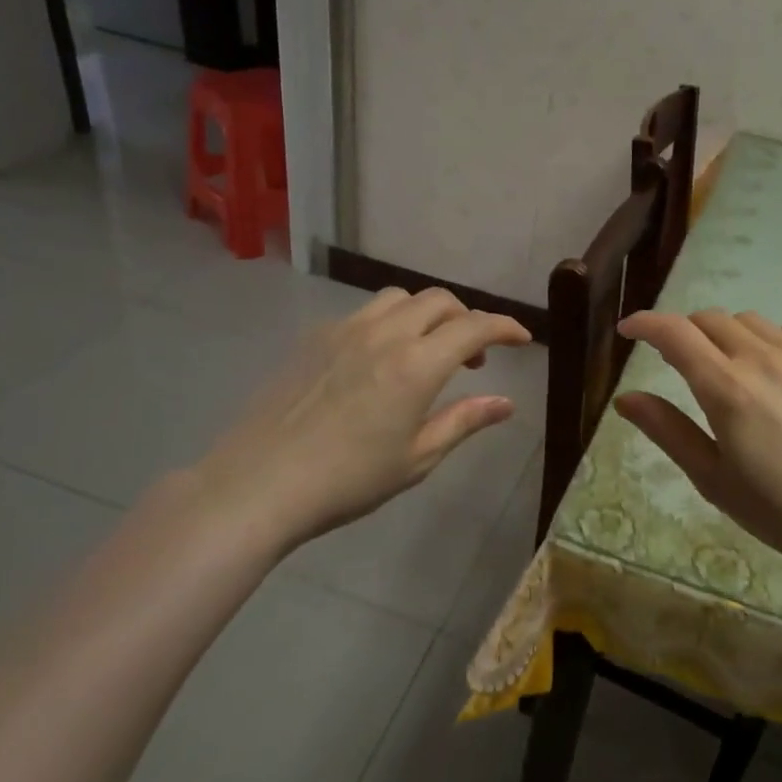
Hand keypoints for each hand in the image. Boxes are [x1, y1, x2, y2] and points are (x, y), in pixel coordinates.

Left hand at [192, 287, 531, 556]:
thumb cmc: (347, 480)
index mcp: (417, 365)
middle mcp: (385, 334)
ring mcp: (345, 330)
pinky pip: (364, 313)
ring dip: (426, 314)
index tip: (522, 338)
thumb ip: (464, 421)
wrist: (259, 482)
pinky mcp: (315, 337)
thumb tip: (506, 404)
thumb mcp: (417, 457)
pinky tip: (378, 360)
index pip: (474, 326)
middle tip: (473, 358)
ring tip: (426, 350)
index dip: (504, 327)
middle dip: (466, 319)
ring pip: (400, 298)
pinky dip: (389, 323)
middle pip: (439, 301)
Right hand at [615, 309, 781, 585]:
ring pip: (748, 321)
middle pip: (709, 319)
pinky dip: (763, 341)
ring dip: (723, 333)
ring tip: (723, 365)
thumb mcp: (713, 478)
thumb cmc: (781, 510)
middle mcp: (761, 358)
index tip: (628, 330)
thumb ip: (667, 430)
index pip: (674, 333)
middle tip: (674, 359)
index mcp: (726, 388)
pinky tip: (769, 372)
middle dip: (683, 331)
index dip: (645, 323)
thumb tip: (626, 398)